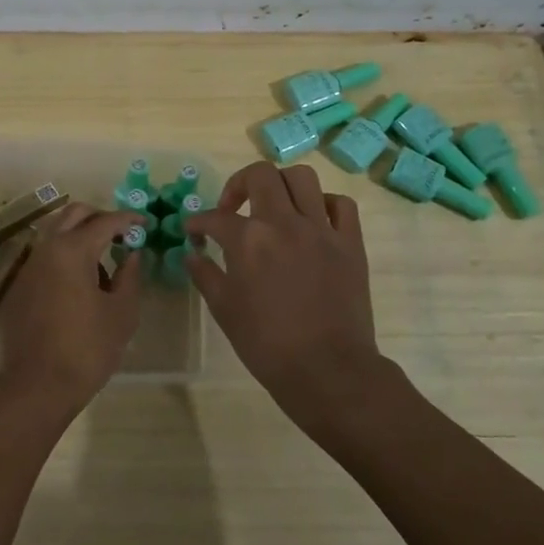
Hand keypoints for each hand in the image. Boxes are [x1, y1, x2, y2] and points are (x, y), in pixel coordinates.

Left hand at [0, 202, 145, 418]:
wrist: (36, 385)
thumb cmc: (87, 349)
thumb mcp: (121, 313)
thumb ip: (130, 276)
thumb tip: (131, 253)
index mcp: (72, 250)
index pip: (105, 221)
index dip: (128, 219)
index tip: (146, 223)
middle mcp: (46, 248)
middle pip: (74, 214)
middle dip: (100, 216)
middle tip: (123, 233)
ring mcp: (29, 266)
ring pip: (56, 232)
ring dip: (81, 235)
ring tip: (105, 263)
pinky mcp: (20, 285)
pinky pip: (46, 256)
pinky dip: (66, 256)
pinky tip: (81, 284)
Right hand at [184, 162, 390, 428]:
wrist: (327, 369)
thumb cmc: (267, 344)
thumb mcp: (225, 310)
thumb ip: (205, 275)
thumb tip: (192, 254)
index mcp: (248, 240)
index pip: (215, 217)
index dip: (198, 222)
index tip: (194, 232)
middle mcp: (284, 223)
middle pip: (260, 174)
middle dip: (239, 184)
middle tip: (233, 208)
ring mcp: (321, 229)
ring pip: (302, 178)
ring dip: (281, 185)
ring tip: (274, 206)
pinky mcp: (350, 243)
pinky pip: (341, 205)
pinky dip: (324, 205)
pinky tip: (313, 221)